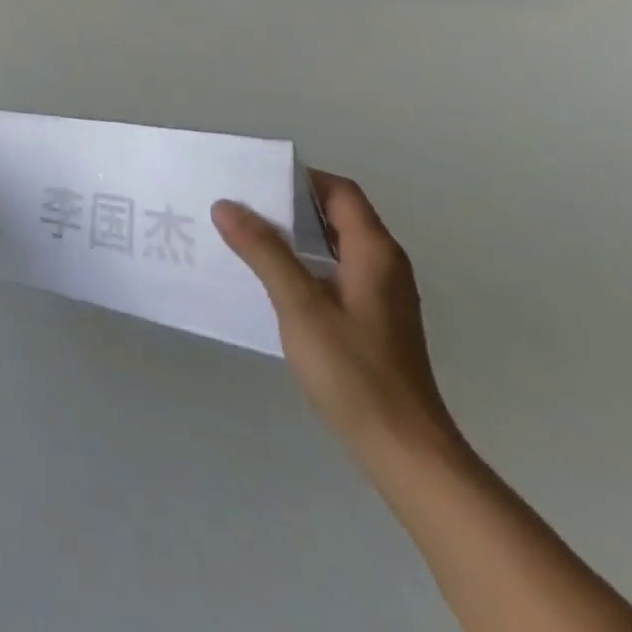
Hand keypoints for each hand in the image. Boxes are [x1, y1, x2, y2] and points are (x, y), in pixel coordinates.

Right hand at [212, 172, 459, 463]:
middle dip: (289, 204)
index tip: (255, 179)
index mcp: (374, 252)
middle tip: (240, 203)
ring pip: (333, 245)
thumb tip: (226, 205)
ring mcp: (381, 296)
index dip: (300, 179)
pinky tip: (271, 279)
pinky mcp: (373, 322)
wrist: (405, 453)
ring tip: (245, 235)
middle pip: (337, 214)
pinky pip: (334, 272)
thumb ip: (264, 251)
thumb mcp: (300, 305)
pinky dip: (303, 263)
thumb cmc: (354, 372)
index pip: (339, 191)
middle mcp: (384, 266)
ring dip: (294, 235)